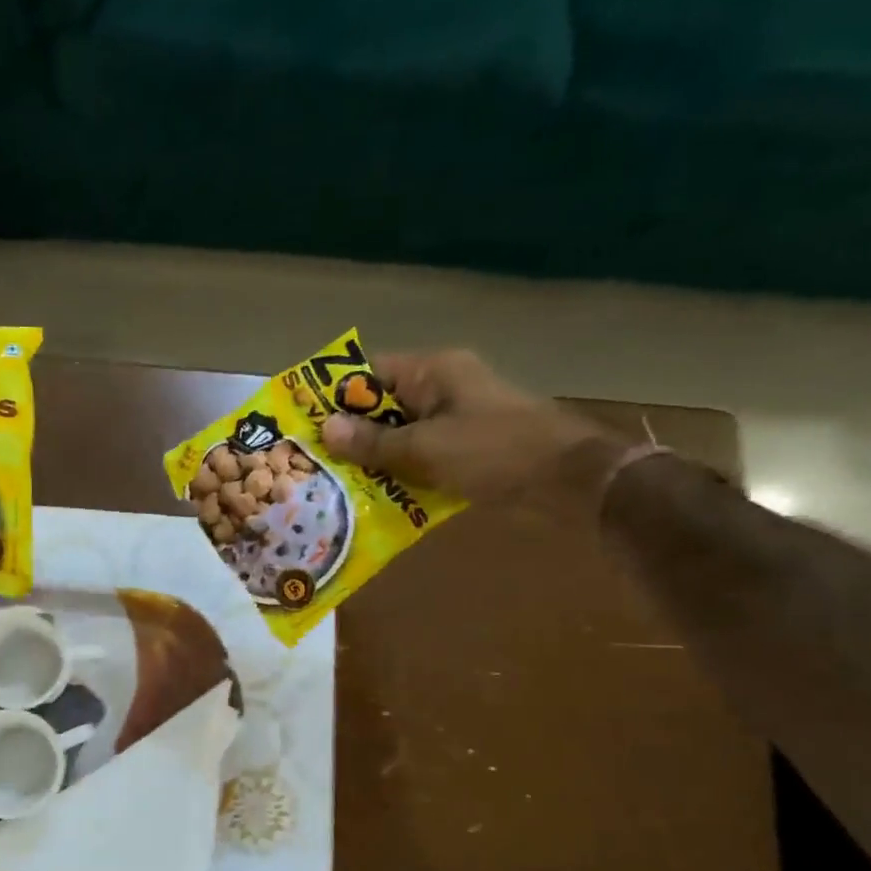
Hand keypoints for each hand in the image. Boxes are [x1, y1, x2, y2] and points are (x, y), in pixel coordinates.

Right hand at [319, 350, 621, 514]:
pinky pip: (420, 457)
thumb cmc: (494, 452)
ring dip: (373, 459)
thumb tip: (325, 429)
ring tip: (331, 483)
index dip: (335, 395)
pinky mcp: (467, 450)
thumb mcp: (424, 448)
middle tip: (310, 460)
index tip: (302, 422)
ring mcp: (456, 421)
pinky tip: (372, 498)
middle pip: (383, 406)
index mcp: (434, 371)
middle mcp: (443, 389)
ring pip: (400, 435)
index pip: (370, 373)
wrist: (568, 483)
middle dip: (349, 434)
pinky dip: (399, 474)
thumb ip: (372, 442)